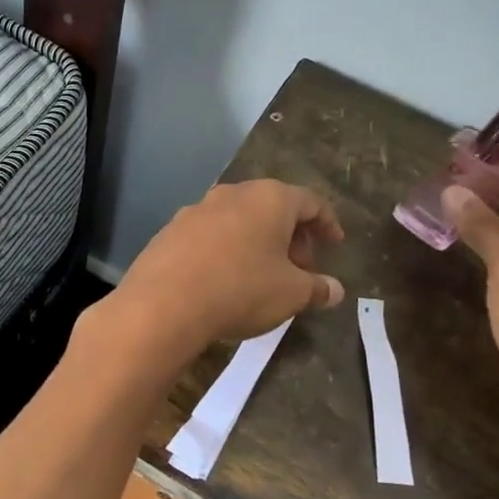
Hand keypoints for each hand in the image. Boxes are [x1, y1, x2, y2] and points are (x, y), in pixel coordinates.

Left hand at [104, 180, 345, 370]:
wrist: (162, 304)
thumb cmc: (241, 289)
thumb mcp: (291, 294)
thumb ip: (317, 288)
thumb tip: (335, 290)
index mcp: (269, 198)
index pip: (310, 202)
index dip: (327, 224)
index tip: (335, 244)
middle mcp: (232, 194)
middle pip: (272, 208)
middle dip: (291, 237)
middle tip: (300, 270)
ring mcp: (196, 210)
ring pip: (238, 220)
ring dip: (257, 243)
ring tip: (263, 277)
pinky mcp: (169, 231)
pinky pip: (209, 236)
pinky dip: (225, 251)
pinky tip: (224, 280)